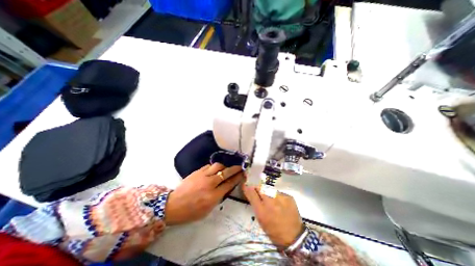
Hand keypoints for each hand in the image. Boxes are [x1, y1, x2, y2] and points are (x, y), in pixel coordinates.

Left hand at [164, 163, 244, 224]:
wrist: (173, 205)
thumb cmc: (191, 211)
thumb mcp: (208, 210)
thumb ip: (219, 197)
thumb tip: (226, 187)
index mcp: (213, 196)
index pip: (229, 184)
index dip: (237, 178)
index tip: (242, 174)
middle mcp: (209, 184)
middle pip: (225, 173)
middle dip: (234, 169)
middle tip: (240, 167)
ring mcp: (203, 176)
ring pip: (218, 166)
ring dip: (224, 166)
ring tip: (226, 168)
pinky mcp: (197, 172)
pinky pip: (209, 166)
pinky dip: (214, 167)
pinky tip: (215, 169)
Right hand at [242, 183, 301, 248]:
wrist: (294, 237)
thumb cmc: (274, 231)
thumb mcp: (261, 220)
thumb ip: (255, 204)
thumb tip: (251, 192)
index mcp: (261, 211)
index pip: (251, 193)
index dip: (247, 187)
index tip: (246, 184)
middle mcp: (270, 202)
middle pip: (260, 187)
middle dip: (257, 187)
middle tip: (257, 189)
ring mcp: (280, 198)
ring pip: (269, 188)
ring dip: (267, 191)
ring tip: (270, 199)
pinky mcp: (288, 197)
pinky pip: (278, 192)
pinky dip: (277, 196)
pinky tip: (280, 203)